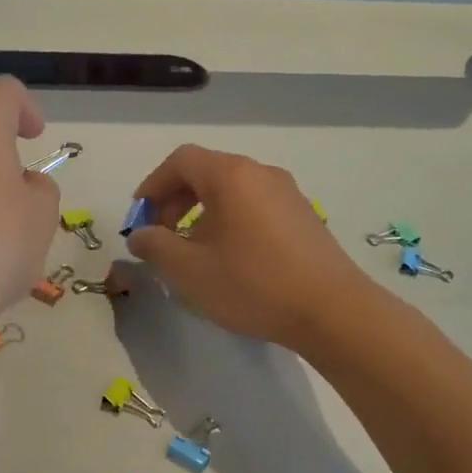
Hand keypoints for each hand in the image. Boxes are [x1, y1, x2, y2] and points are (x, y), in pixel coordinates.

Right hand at [125, 145, 376, 348]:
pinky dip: (230, 221)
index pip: (181, 161)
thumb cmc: (252, 284)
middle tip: (161, 236)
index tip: (139, 218)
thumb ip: (154, 246)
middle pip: (207, 172)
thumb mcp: (188, 269)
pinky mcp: (304, 217)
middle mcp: (261, 174)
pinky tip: (229, 258)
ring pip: (232, 191)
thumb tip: (140, 235)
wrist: (332, 311)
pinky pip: (254, 206)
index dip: (153, 185)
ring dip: (202, 213)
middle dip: (175, 200)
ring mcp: (288, 194)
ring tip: (192, 251)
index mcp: (231, 176)